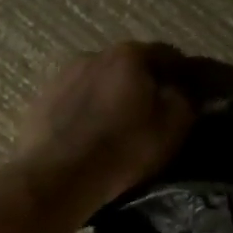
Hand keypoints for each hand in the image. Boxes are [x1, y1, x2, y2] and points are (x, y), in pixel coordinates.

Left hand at [13, 42, 195, 214]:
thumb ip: (185, 98)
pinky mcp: (42, 99)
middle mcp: (94, 54)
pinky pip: (76, 99)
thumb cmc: (122, 150)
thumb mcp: (172, 127)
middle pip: (131, 65)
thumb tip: (184, 88)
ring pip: (101, 81)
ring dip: (114, 96)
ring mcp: (63, 75)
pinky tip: (91, 133)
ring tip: (120, 124)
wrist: (57, 177)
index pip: (169, 55)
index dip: (184, 76)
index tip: (191, 96)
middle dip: (145, 84)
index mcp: (130, 55)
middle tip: (155, 112)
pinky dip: (89, 110)